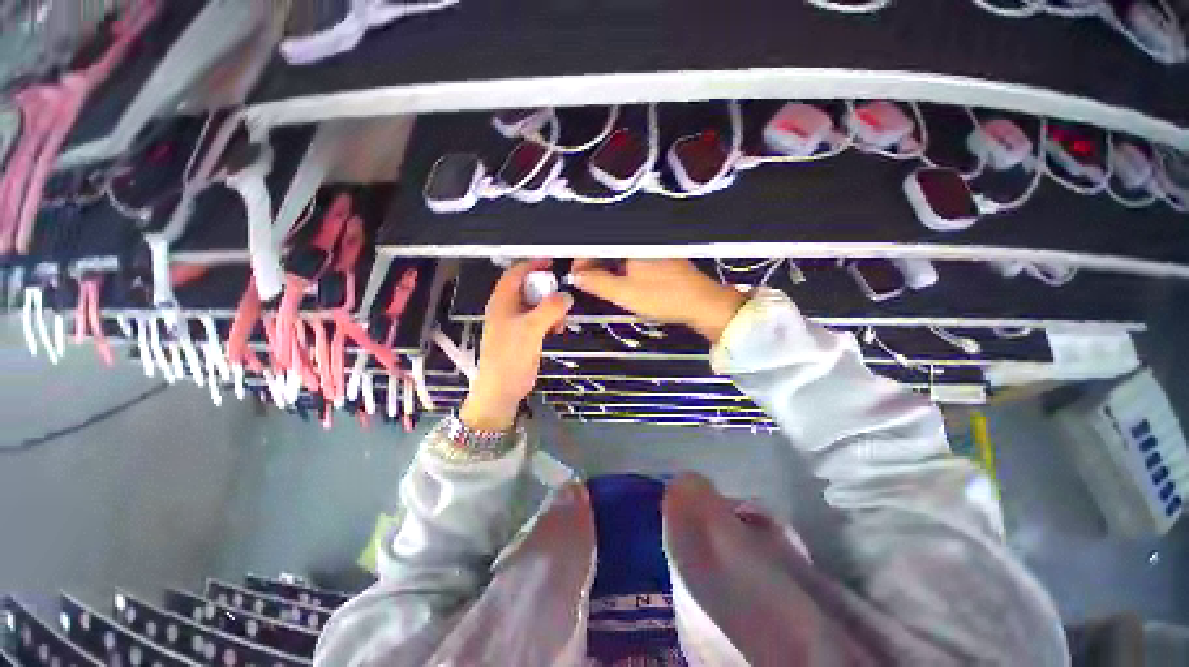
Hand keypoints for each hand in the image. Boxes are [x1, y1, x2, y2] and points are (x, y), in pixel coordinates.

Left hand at [460, 259, 573, 430]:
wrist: (503, 388)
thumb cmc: (509, 356)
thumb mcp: (530, 329)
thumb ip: (549, 309)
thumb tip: (566, 296)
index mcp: (502, 302)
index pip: (516, 273)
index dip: (533, 265)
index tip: (552, 262)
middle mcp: (508, 309)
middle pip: (529, 288)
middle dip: (547, 290)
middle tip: (561, 296)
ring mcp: (517, 323)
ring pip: (537, 305)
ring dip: (551, 308)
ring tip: (560, 319)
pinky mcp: (525, 336)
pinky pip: (540, 320)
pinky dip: (551, 321)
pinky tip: (558, 329)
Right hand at [569, 259, 745, 342]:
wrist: (701, 303)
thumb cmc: (662, 297)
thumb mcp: (624, 293)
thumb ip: (597, 283)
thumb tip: (576, 276)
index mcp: (630, 242)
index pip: (596, 244)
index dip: (581, 259)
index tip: (575, 277)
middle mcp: (640, 239)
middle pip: (607, 246)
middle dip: (593, 265)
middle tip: (585, 284)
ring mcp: (651, 246)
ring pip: (619, 253)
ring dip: (606, 268)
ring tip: (600, 286)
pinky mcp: (659, 256)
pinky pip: (632, 258)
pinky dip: (621, 269)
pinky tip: (620, 283)